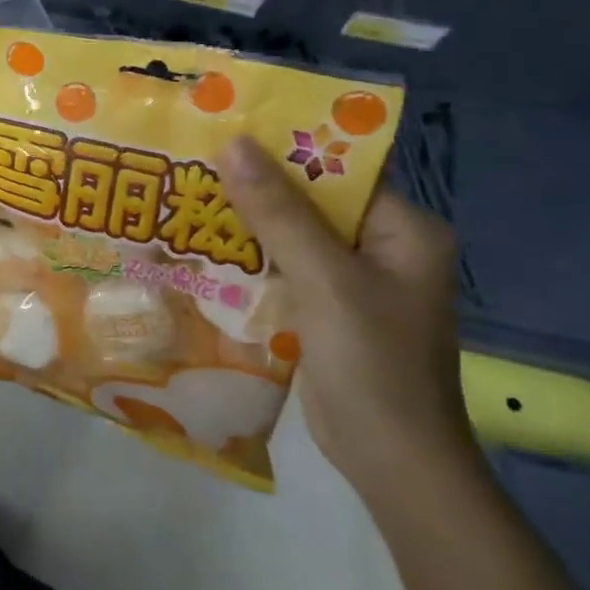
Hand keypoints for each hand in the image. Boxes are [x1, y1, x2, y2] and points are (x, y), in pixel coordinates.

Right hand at [218, 136, 472, 493]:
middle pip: (311, 199)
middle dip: (256, 183)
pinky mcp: (328, 308)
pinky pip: (285, 267)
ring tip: (187, 191)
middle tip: (194, 158)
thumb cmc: (372, 362)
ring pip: (292, 233)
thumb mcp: (324, 279)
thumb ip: (278, 211)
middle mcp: (382, 246)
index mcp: (401, 229)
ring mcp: (354, 280)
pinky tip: (205, 245)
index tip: (226, 128)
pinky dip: (251, 257)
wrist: (392, 461)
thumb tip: (233, 143)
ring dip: (247, 220)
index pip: (337, 168)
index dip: (283, 146)